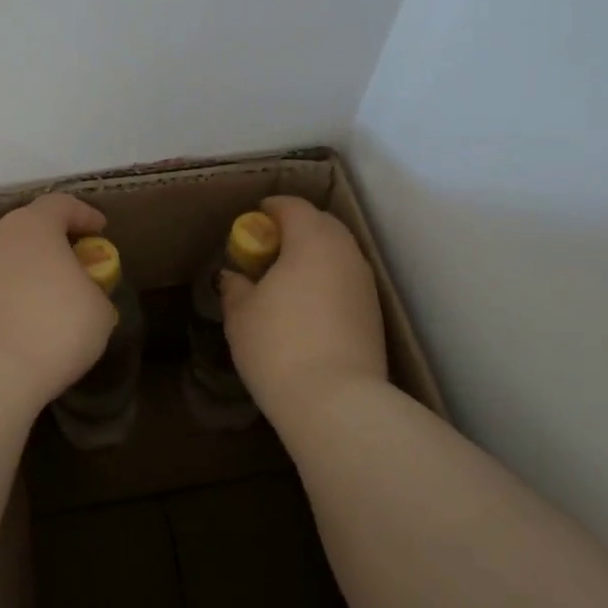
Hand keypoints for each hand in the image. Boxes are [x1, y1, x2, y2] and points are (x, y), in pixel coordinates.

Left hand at [0, 193, 116, 408]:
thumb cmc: (56, 324)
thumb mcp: (99, 308)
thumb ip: (93, 288)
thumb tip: (83, 293)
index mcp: (36, 225)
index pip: (61, 204)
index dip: (84, 214)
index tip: (101, 229)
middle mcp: (2, 236)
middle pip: (32, 226)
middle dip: (56, 240)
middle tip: (78, 261)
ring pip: (12, 255)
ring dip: (34, 267)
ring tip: (55, 292)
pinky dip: (17, 291)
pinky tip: (32, 314)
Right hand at [220, 196, 387, 427]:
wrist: (337, 402)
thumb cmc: (278, 345)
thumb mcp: (241, 314)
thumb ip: (235, 286)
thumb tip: (233, 276)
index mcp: (311, 238)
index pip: (292, 206)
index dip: (269, 209)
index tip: (251, 223)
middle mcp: (344, 251)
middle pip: (320, 224)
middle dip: (294, 229)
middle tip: (267, 250)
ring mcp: (364, 282)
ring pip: (337, 252)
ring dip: (313, 255)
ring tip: (286, 280)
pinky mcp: (374, 312)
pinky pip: (346, 279)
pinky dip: (327, 280)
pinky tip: (308, 307)